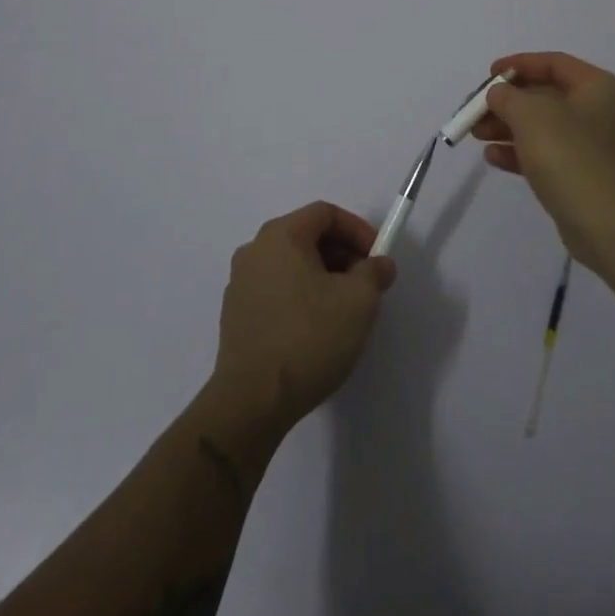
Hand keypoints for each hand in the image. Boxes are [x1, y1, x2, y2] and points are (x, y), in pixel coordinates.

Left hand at [211, 201, 396, 433]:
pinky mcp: (235, 315)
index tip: (376, 257)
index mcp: (280, 236)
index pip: (325, 213)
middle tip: (365, 284)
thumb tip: (379, 264)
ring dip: (322, 277)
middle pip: (307, 236)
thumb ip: (375, 273)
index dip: (357, 229)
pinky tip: (315, 330)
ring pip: (291, 264)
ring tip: (344, 310)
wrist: (252, 402)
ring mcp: (240, 283)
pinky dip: (300, 296)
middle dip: (342, 254)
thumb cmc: (309, 338)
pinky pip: (276, 289)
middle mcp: (254, 250)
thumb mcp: (359, 301)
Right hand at [474, 51, 614, 278]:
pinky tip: (493, 157)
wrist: (606, 224)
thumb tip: (499, 94)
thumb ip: (507, 96)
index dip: (518, 64)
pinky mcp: (581, 176)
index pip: (553, 63)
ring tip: (477, 135)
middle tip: (476, 110)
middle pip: (544, 96)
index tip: (489, 74)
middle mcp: (598, 111)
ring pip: (541, 127)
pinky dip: (519, 152)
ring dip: (507, 127)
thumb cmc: (570, 155)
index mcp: (597, 87)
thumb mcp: (530, 114)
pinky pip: (545, 155)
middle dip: (507, 102)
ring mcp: (591, 146)